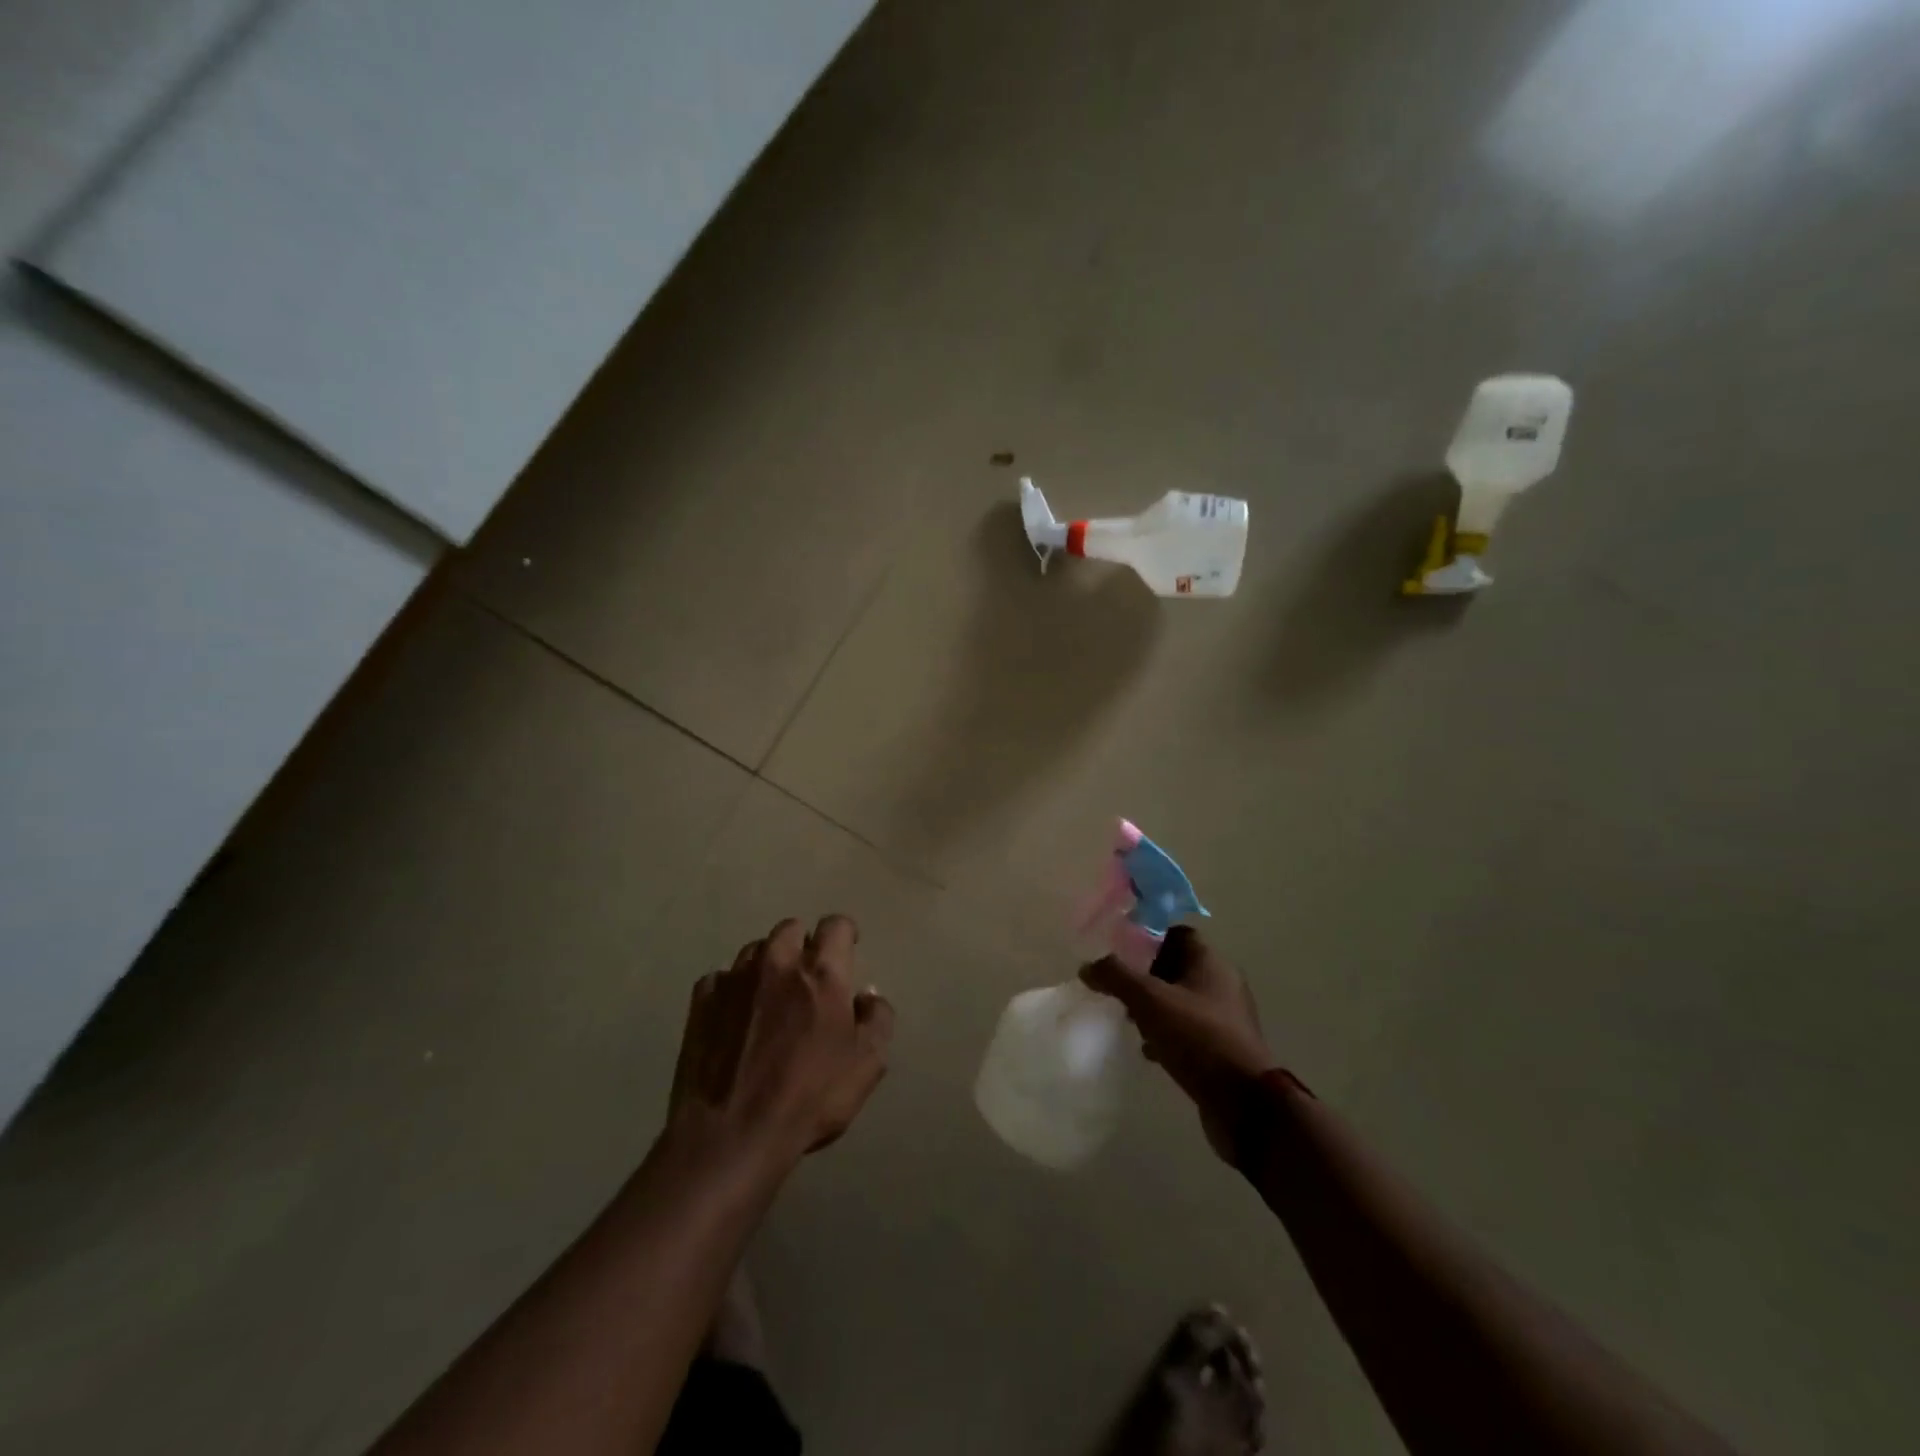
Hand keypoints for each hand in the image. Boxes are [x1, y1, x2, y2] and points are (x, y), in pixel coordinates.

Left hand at [666, 915, 893, 1173]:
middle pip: (791, 929)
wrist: (731, 1136)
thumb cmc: (809, 1099)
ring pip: (755, 950)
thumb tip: (867, 995)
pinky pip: (721, 979)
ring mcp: (734, 979)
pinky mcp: (702, 1001)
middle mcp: (777, 963)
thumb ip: (877, 1020)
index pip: (836, 925)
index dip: (844, 934)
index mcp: (821, 973)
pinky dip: (732, 991)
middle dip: (803, 946)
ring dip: (767, 965)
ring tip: (770, 999)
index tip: (847, 951)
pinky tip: (735, 1020)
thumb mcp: (866, 1065)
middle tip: (808, 979)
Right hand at [1080, 926, 1272, 1165]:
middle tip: (1118, 987)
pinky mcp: (1222, 1048)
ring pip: (1180, 1001)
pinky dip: (1166, 1034)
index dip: (1147, 937)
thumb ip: (1116, 977)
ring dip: (1154, 1007)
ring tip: (1128, 1019)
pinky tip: (1148, 1050)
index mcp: (1211, 962)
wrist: (1244, 1104)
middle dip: (1145, 975)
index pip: (1176, 933)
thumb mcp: (1150, 1000)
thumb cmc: (1198, 1037)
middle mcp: (1222, 984)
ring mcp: (1224, 1018)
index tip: (1118, 950)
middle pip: (1176, 967)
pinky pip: (1187, 1030)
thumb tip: (1088, 966)